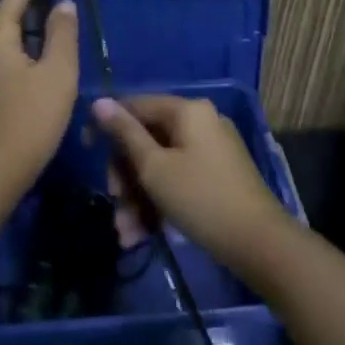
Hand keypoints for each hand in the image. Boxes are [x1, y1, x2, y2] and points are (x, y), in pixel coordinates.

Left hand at [0, 0, 79, 209]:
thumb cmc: (27, 126)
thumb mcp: (58, 78)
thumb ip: (62, 35)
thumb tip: (61, 5)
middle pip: (7, 17)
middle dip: (37, 17)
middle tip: (67, 38)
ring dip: (23, 48)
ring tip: (50, 74)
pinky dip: (10, 70)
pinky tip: (23, 98)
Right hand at [91, 95, 287, 276]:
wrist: (258, 243)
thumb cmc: (200, 198)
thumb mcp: (154, 167)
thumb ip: (124, 134)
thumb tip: (99, 101)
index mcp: (187, 111)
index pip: (136, 106)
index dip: (107, 125)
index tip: (86, 149)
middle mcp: (200, 123)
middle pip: (146, 140)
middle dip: (125, 177)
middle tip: (115, 204)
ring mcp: (211, 150)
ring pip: (159, 166)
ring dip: (138, 198)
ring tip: (126, 234)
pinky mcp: (216, 176)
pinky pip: (177, 180)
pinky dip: (159, 203)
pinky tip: (143, 235)